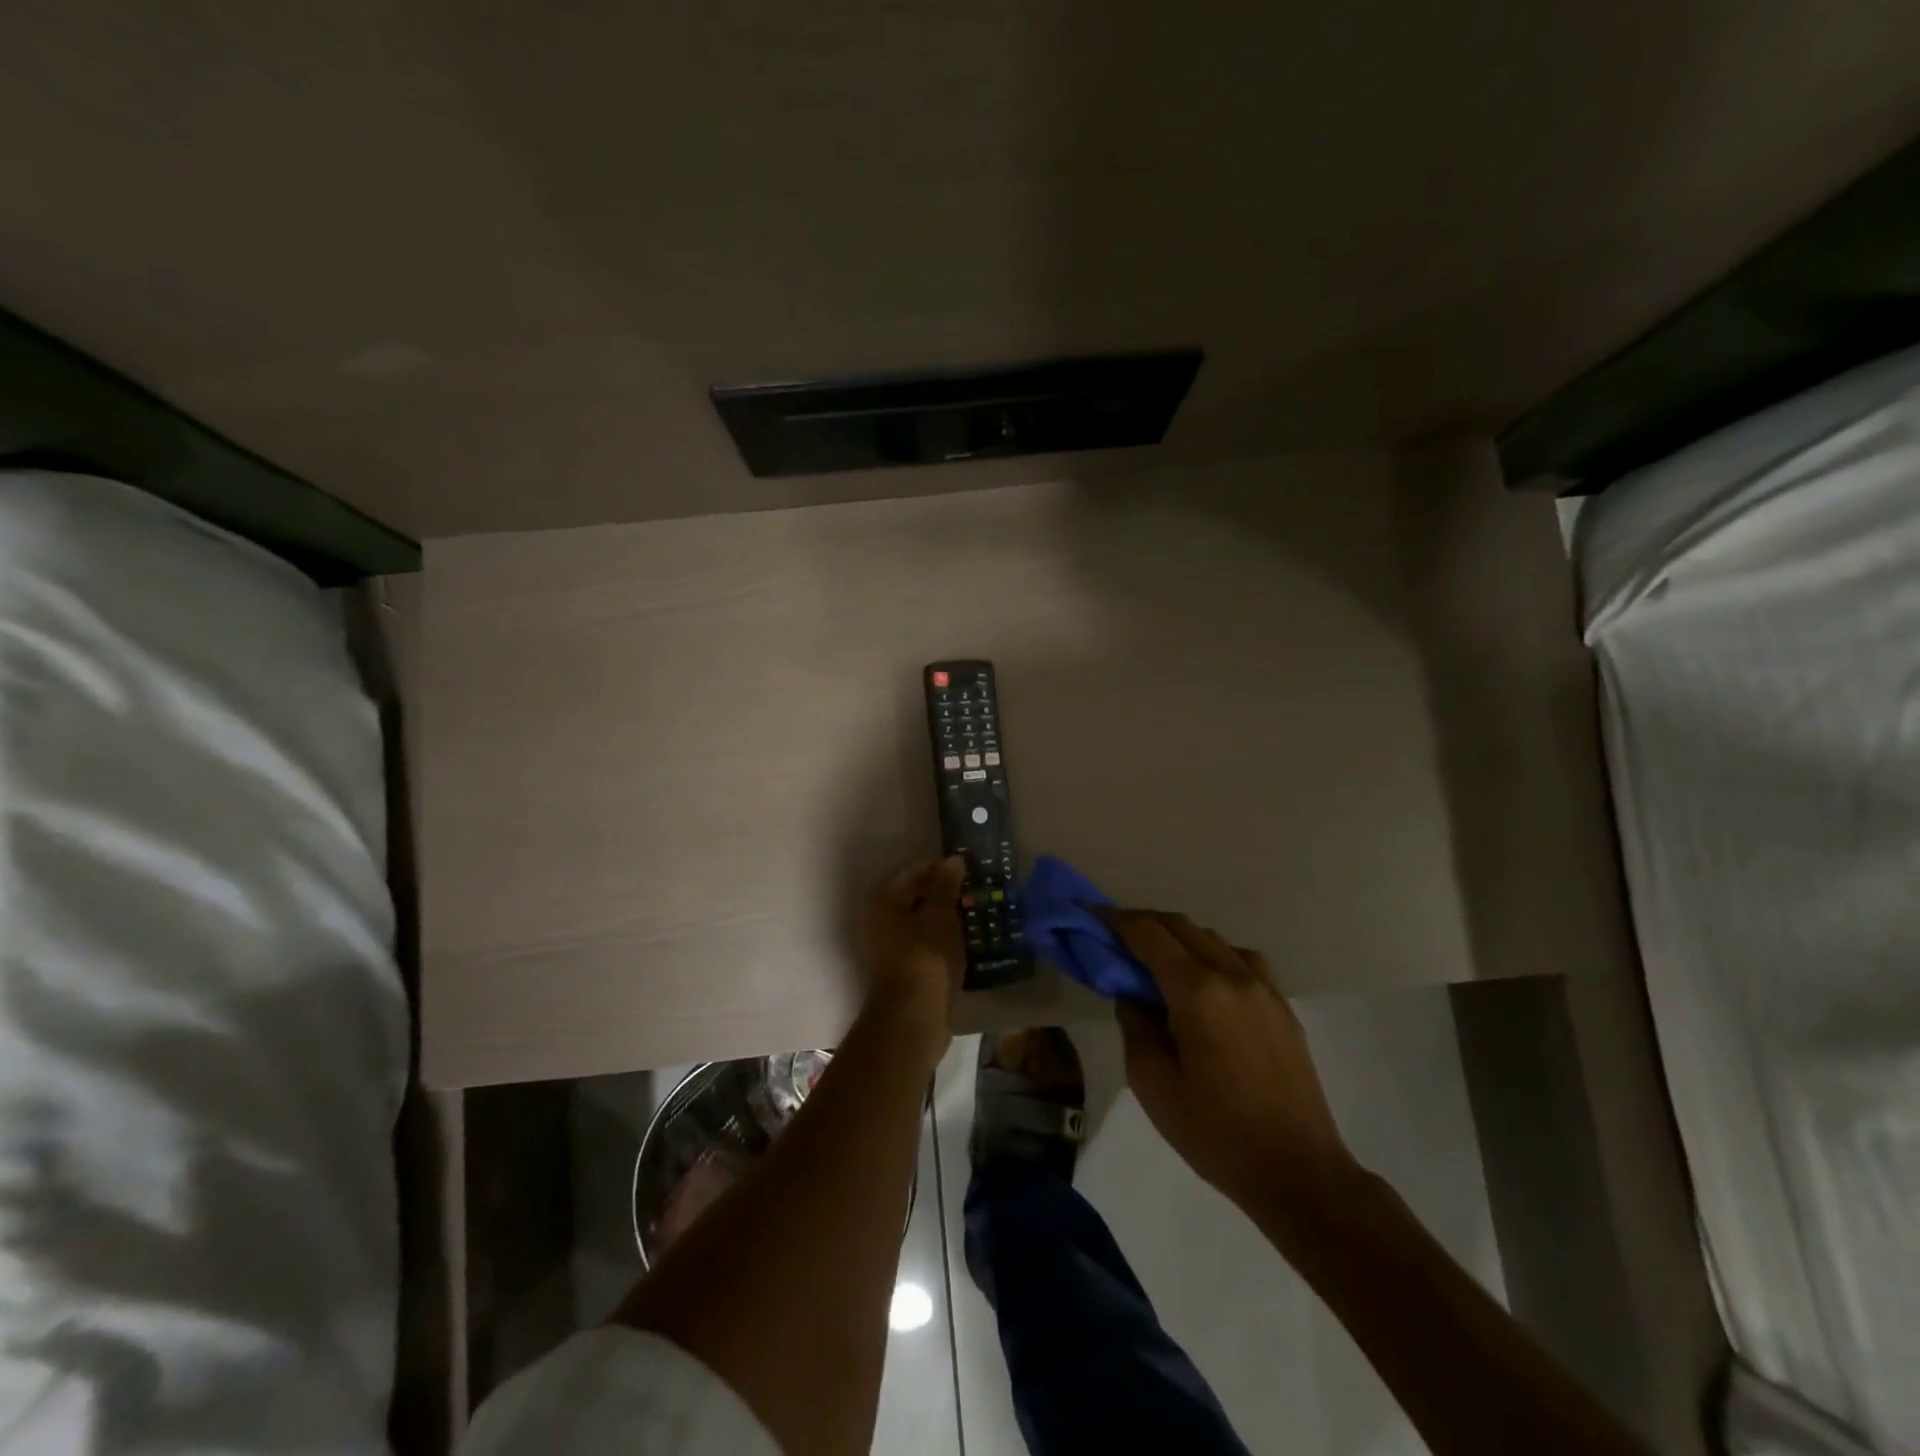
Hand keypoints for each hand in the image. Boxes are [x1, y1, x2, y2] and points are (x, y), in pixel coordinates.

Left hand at [858, 857, 966, 1061]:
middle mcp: (876, 920)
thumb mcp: (941, 916)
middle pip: (914, 897)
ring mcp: (885, 948)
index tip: (968, 869)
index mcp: (881, 900)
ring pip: (918, 922)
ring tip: (972, 915)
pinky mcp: (898, 970)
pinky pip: (921, 944)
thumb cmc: (925, 958)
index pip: (914, 872)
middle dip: (943, 894)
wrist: (912, 1018)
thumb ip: (946, 886)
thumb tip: (952, 860)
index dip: (942, 869)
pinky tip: (963, 941)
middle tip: (973, 892)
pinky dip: (939, 939)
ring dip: (942, 918)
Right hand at [1105, 909, 1357, 1220]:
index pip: (1148, 934)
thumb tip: (1132, 994)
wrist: (1299, 1172)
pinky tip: (1205, 982)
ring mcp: (1263, 987)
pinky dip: (1213, 954)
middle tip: (1116, 937)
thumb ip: (1135, 1027)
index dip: (1116, 920)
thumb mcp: (1153, 1085)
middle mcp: (1232, 975)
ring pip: (1213, 938)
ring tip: (1157, 961)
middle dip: (1144, 923)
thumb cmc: (1216, 1134)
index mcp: (1197, 992)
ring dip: (1179, 937)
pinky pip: (1241, 959)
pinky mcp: (1282, 1005)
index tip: (1092, 915)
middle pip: (1181, 926)